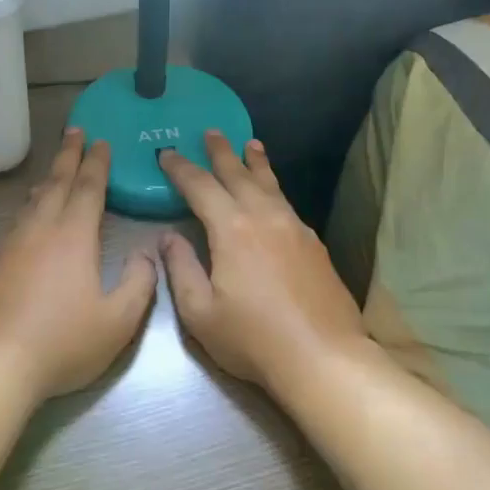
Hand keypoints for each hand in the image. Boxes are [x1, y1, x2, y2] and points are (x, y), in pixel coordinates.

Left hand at [0, 128, 157, 398]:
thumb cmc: (62, 343)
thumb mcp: (118, 321)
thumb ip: (139, 283)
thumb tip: (145, 253)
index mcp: (72, 236)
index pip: (87, 188)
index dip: (97, 163)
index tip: (101, 141)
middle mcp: (39, 230)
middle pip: (55, 183)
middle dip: (68, 156)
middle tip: (75, 132)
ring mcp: (10, 245)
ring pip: (32, 202)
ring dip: (47, 181)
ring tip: (55, 171)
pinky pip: (16, 223)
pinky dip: (29, 209)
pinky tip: (30, 221)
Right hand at [159, 132, 370, 391]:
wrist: (323, 358)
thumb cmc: (253, 338)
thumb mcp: (200, 312)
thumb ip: (180, 269)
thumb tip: (167, 237)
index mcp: (232, 228)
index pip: (200, 186)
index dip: (180, 168)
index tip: (166, 153)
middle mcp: (264, 216)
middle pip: (238, 174)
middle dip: (221, 152)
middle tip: (211, 131)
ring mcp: (295, 228)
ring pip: (270, 184)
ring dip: (255, 163)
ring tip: (250, 144)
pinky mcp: (314, 244)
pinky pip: (287, 203)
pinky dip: (274, 188)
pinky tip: (273, 195)